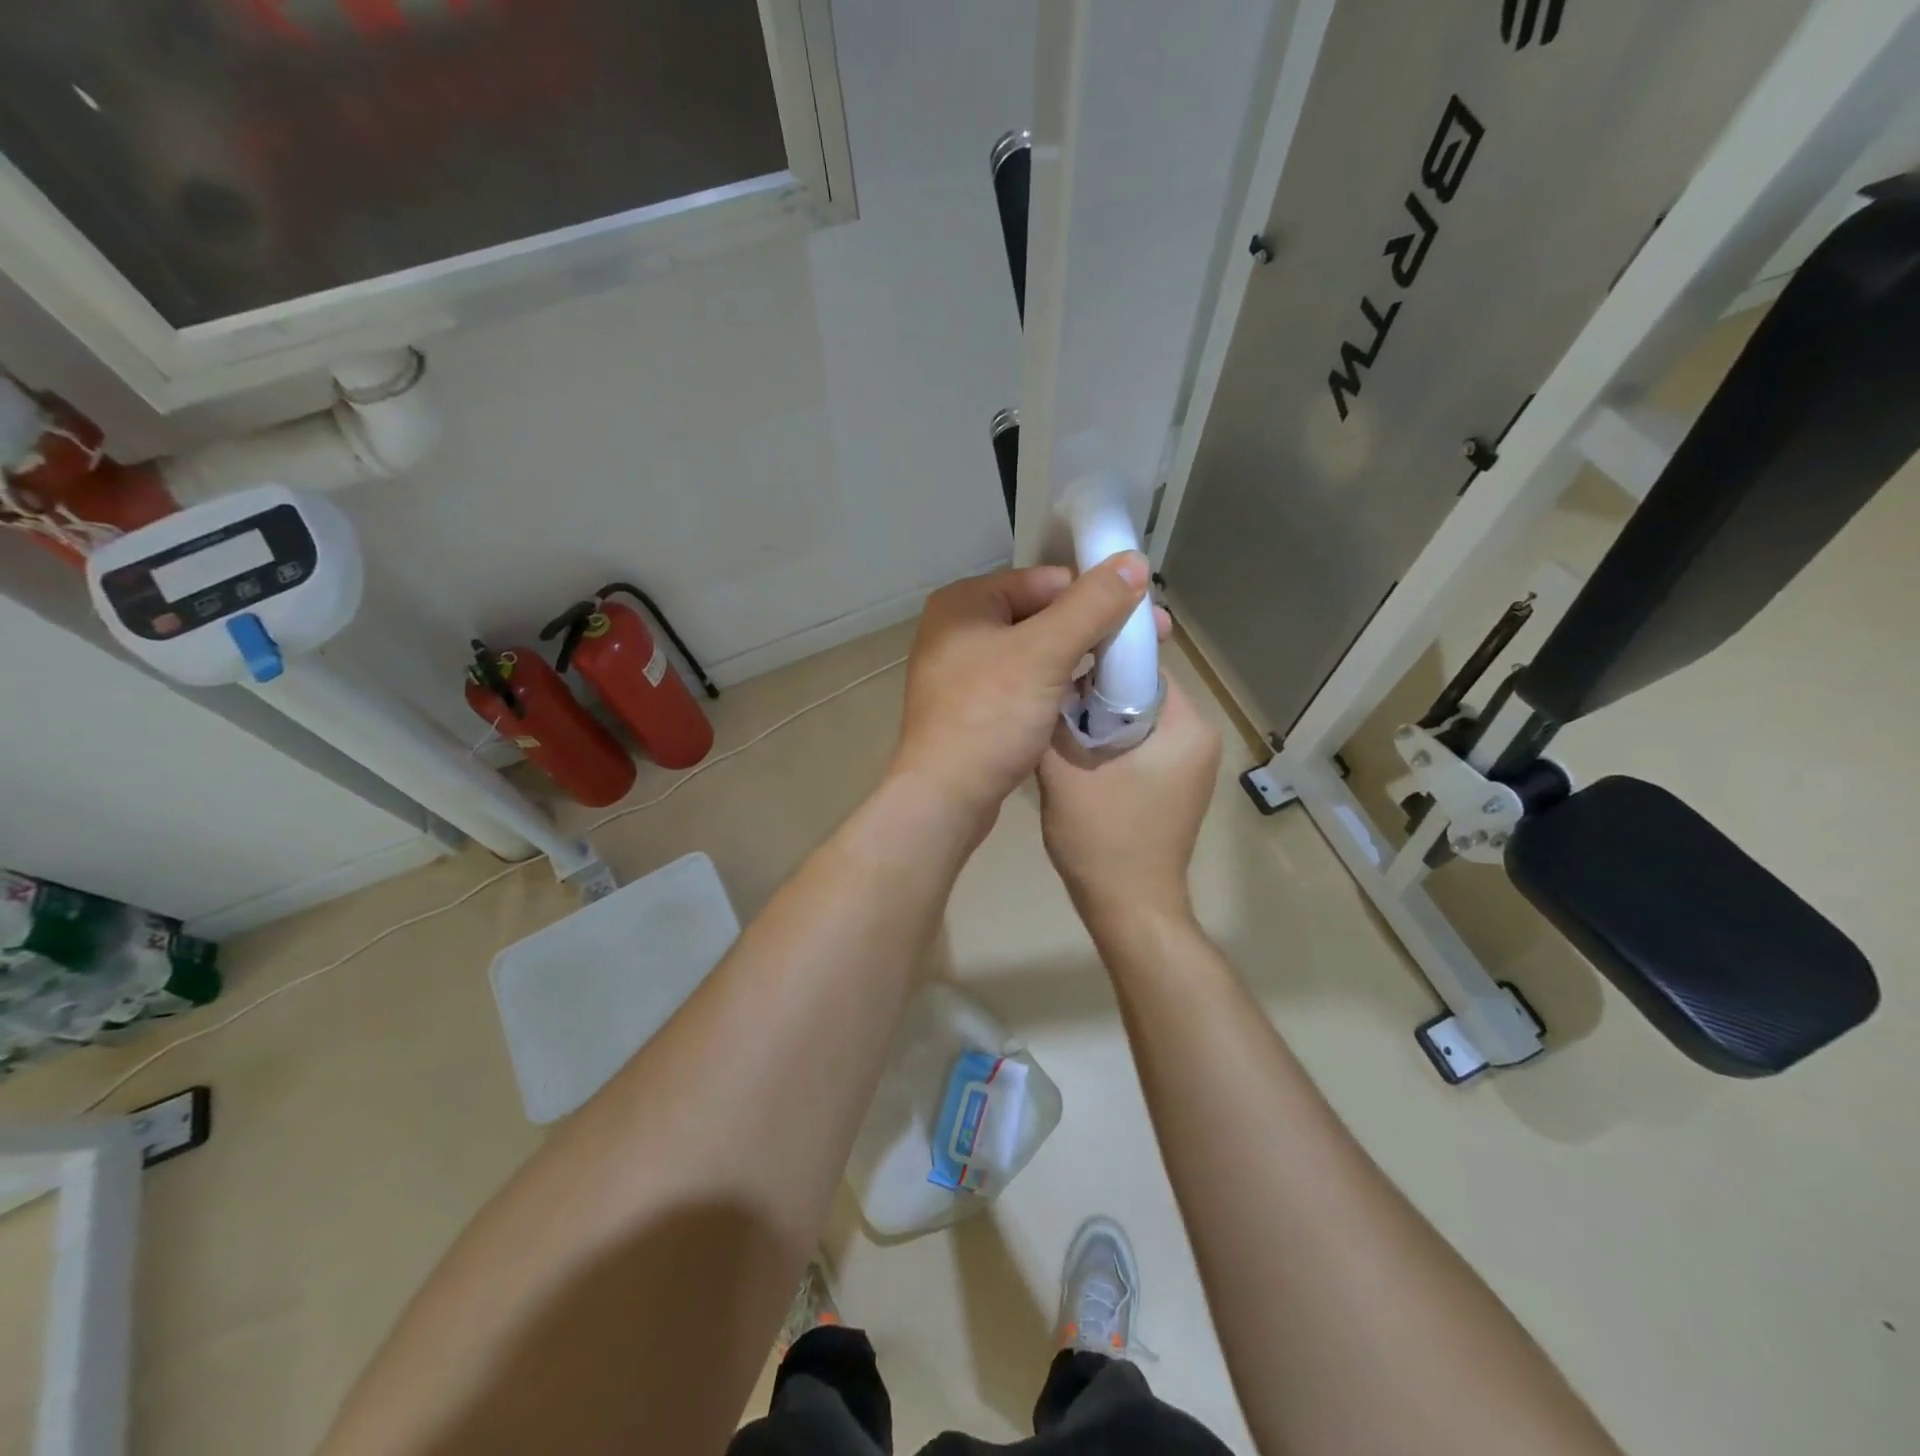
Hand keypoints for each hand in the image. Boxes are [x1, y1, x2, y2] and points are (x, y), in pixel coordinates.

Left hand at [890, 554, 1164, 829]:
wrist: (944, 798)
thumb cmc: (990, 717)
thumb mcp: (1045, 654)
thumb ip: (1091, 605)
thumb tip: (1133, 560)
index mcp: (965, 602)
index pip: (1046, 580)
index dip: (1097, 594)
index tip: (1144, 616)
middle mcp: (958, 629)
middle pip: (1041, 614)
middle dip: (1094, 628)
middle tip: (1149, 643)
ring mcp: (962, 671)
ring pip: (1035, 651)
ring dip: (1078, 658)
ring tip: (1125, 672)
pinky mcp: (972, 708)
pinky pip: (1023, 683)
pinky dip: (1055, 686)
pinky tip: (1088, 698)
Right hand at [1037, 676, 1221, 935]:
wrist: (1130, 909)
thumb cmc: (1103, 838)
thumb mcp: (1064, 771)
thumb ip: (1054, 719)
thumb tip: (1047, 682)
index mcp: (1187, 726)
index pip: (1142, 667)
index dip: (1097, 662)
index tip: (1058, 668)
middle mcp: (1199, 738)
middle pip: (1139, 693)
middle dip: (1094, 694)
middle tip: (1050, 701)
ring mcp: (1191, 765)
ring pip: (1136, 720)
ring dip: (1098, 721)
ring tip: (1057, 727)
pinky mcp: (1176, 786)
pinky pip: (1140, 745)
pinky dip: (1109, 744)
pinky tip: (1076, 757)